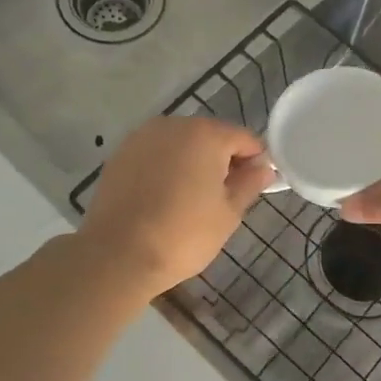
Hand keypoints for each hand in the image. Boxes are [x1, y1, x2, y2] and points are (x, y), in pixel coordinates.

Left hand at [78, 116, 274, 295]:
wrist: (117, 255)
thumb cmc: (183, 235)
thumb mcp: (228, 213)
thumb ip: (249, 184)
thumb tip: (263, 168)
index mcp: (206, 134)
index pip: (244, 139)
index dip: (255, 162)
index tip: (254, 188)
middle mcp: (173, 125)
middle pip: (210, 136)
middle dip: (221, 161)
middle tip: (222, 198)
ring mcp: (142, 137)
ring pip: (180, 144)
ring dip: (191, 163)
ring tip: (190, 200)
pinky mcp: (120, 154)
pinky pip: (155, 155)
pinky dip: (165, 169)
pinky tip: (162, 198)